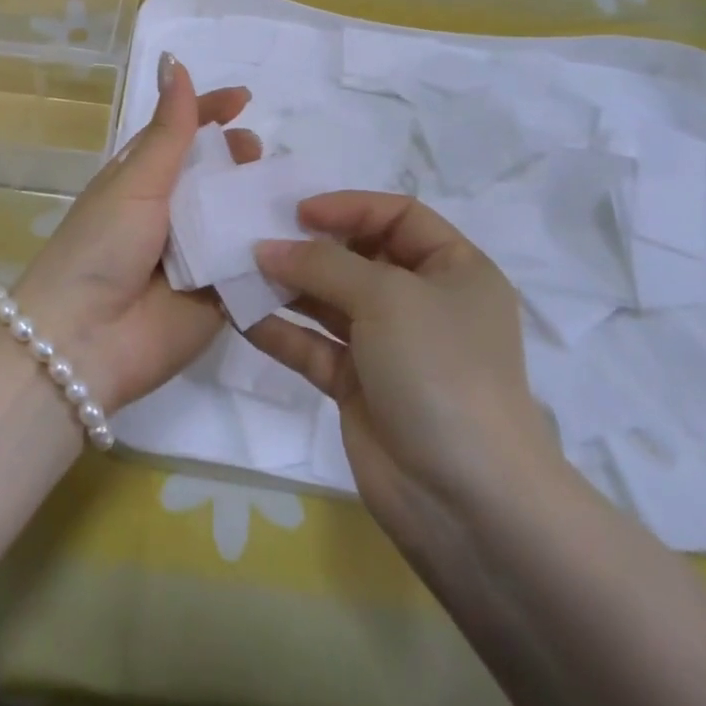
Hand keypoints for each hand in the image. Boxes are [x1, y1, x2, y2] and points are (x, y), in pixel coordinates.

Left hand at [14, 55, 257, 410]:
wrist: (85, 341)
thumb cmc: (102, 246)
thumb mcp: (136, 180)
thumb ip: (168, 128)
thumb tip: (174, 60)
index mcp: (144, 180)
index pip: (184, 134)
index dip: (212, 112)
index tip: (246, 100)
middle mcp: (171, 213)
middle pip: (217, 175)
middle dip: (241, 160)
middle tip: (258, 156)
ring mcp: (197, 256)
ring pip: (239, 218)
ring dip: (262, 203)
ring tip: (287, 192)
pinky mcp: (220, 297)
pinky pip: (254, 267)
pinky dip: (276, 251)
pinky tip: (307, 233)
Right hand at [245, 193, 564, 550]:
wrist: (466, 499)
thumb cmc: (439, 369)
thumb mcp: (386, 297)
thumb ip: (322, 264)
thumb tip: (266, 249)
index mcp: (454, 270)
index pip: (399, 216)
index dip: (350, 207)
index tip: (298, 213)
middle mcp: (423, 302)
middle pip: (359, 257)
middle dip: (310, 248)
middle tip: (258, 238)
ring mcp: (390, 347)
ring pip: (331, 302)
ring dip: (287, 287)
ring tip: (238, 272)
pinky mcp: (359, 387)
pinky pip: (315, 347)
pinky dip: (281, 332)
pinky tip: (241, 317)